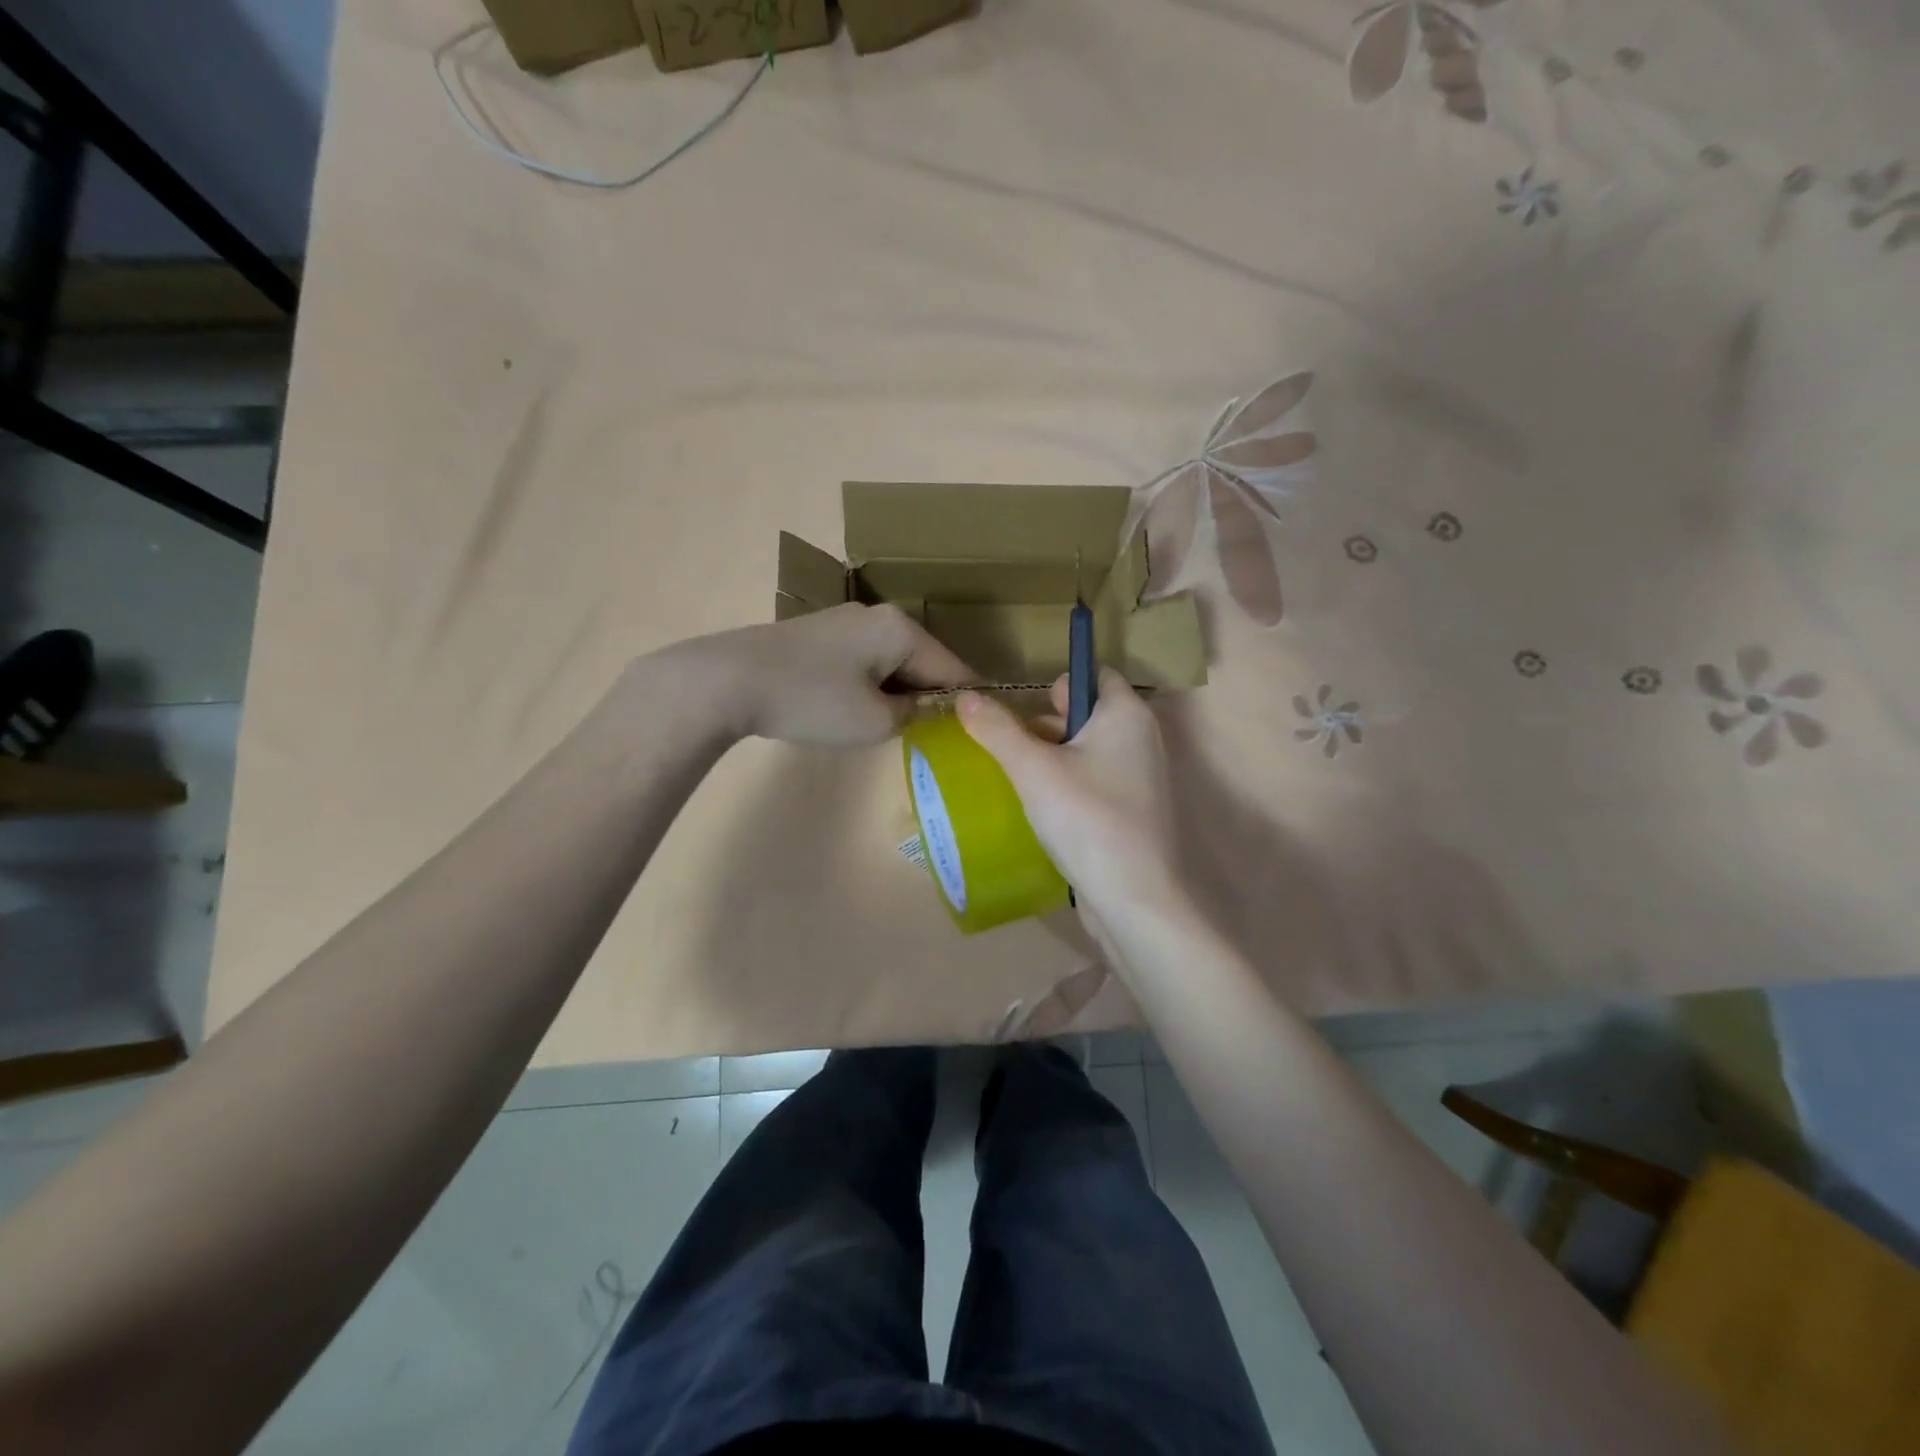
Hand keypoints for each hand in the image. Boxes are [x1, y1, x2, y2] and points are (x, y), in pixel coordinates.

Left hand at [675, 603, 974, 746]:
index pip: (952, 669)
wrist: (728, 681)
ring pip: (891, 662)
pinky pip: (863, 661)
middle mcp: (878, 616)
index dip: (967, 702)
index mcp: (901, 630)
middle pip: (922, 661)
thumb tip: (920, 708)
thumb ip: (912, 715)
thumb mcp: (874, 720)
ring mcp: (845, 622)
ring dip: (897, 692)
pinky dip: (870, 685)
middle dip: (929, 696)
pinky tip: (854, 708)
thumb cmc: (812, 701)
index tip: (981, 728)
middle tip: (933, 735)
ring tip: (892, 726)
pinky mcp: (819, 635)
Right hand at [957, 669, 1178, 914]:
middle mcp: (1142, 740)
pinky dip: (1068, 789)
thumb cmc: (1086, 818)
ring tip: (1017, 782)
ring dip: (1052, 762)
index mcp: (1127, 715)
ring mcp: (1140, 780)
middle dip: (1046, 728)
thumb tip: (965, 696)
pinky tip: (1041, 811)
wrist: (1134, 899)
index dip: (1059, 685)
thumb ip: (997, 730)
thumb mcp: (1032, 769)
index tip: (1026, 711)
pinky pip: (1094, 784)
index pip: (1096, 675)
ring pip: (1087, 753)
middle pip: (1087, 714)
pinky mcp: (1132, 813)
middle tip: (1013, 751)